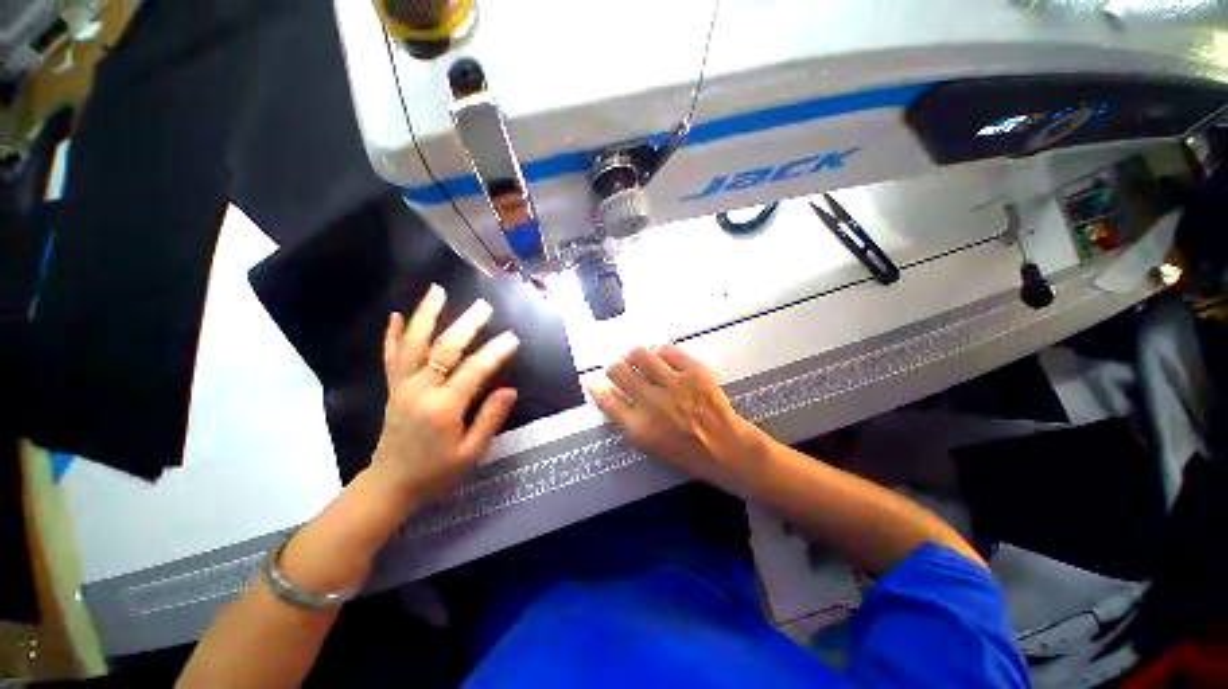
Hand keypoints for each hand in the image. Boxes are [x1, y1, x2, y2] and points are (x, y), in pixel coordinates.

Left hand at [371, 285, 519, 508]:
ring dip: (426, 315)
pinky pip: (391, 356)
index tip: (513, 338)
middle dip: (466, 325)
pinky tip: (396, 315)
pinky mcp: (392, 388)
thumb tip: (510, 390)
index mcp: (443, 408)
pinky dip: (393, 334)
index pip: (473, 371)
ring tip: (437, 291)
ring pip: (413, 344)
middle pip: (443, 349)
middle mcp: (419, 390)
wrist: (390, 485)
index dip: (495, 353)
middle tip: (484, 307)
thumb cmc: (436, 472)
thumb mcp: (471, 453)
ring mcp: (402, 386)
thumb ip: (490, 419)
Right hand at [586, 345, 762, 495]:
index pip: (606, 399)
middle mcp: (653, 403)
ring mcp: (674, 384)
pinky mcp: (693, 371)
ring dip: (632, 355)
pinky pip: (666, 349)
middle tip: (618, 367)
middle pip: (617, 370)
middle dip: (612, 366)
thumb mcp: (649, 446)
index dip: (595, 386)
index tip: (592, 380)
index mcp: (639, 427)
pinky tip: (660, 358)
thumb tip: (609, 394)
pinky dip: (658, 351)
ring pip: (638, 353)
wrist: (726, 447)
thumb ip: (626, 420)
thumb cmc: (685, 452)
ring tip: (638, 359)